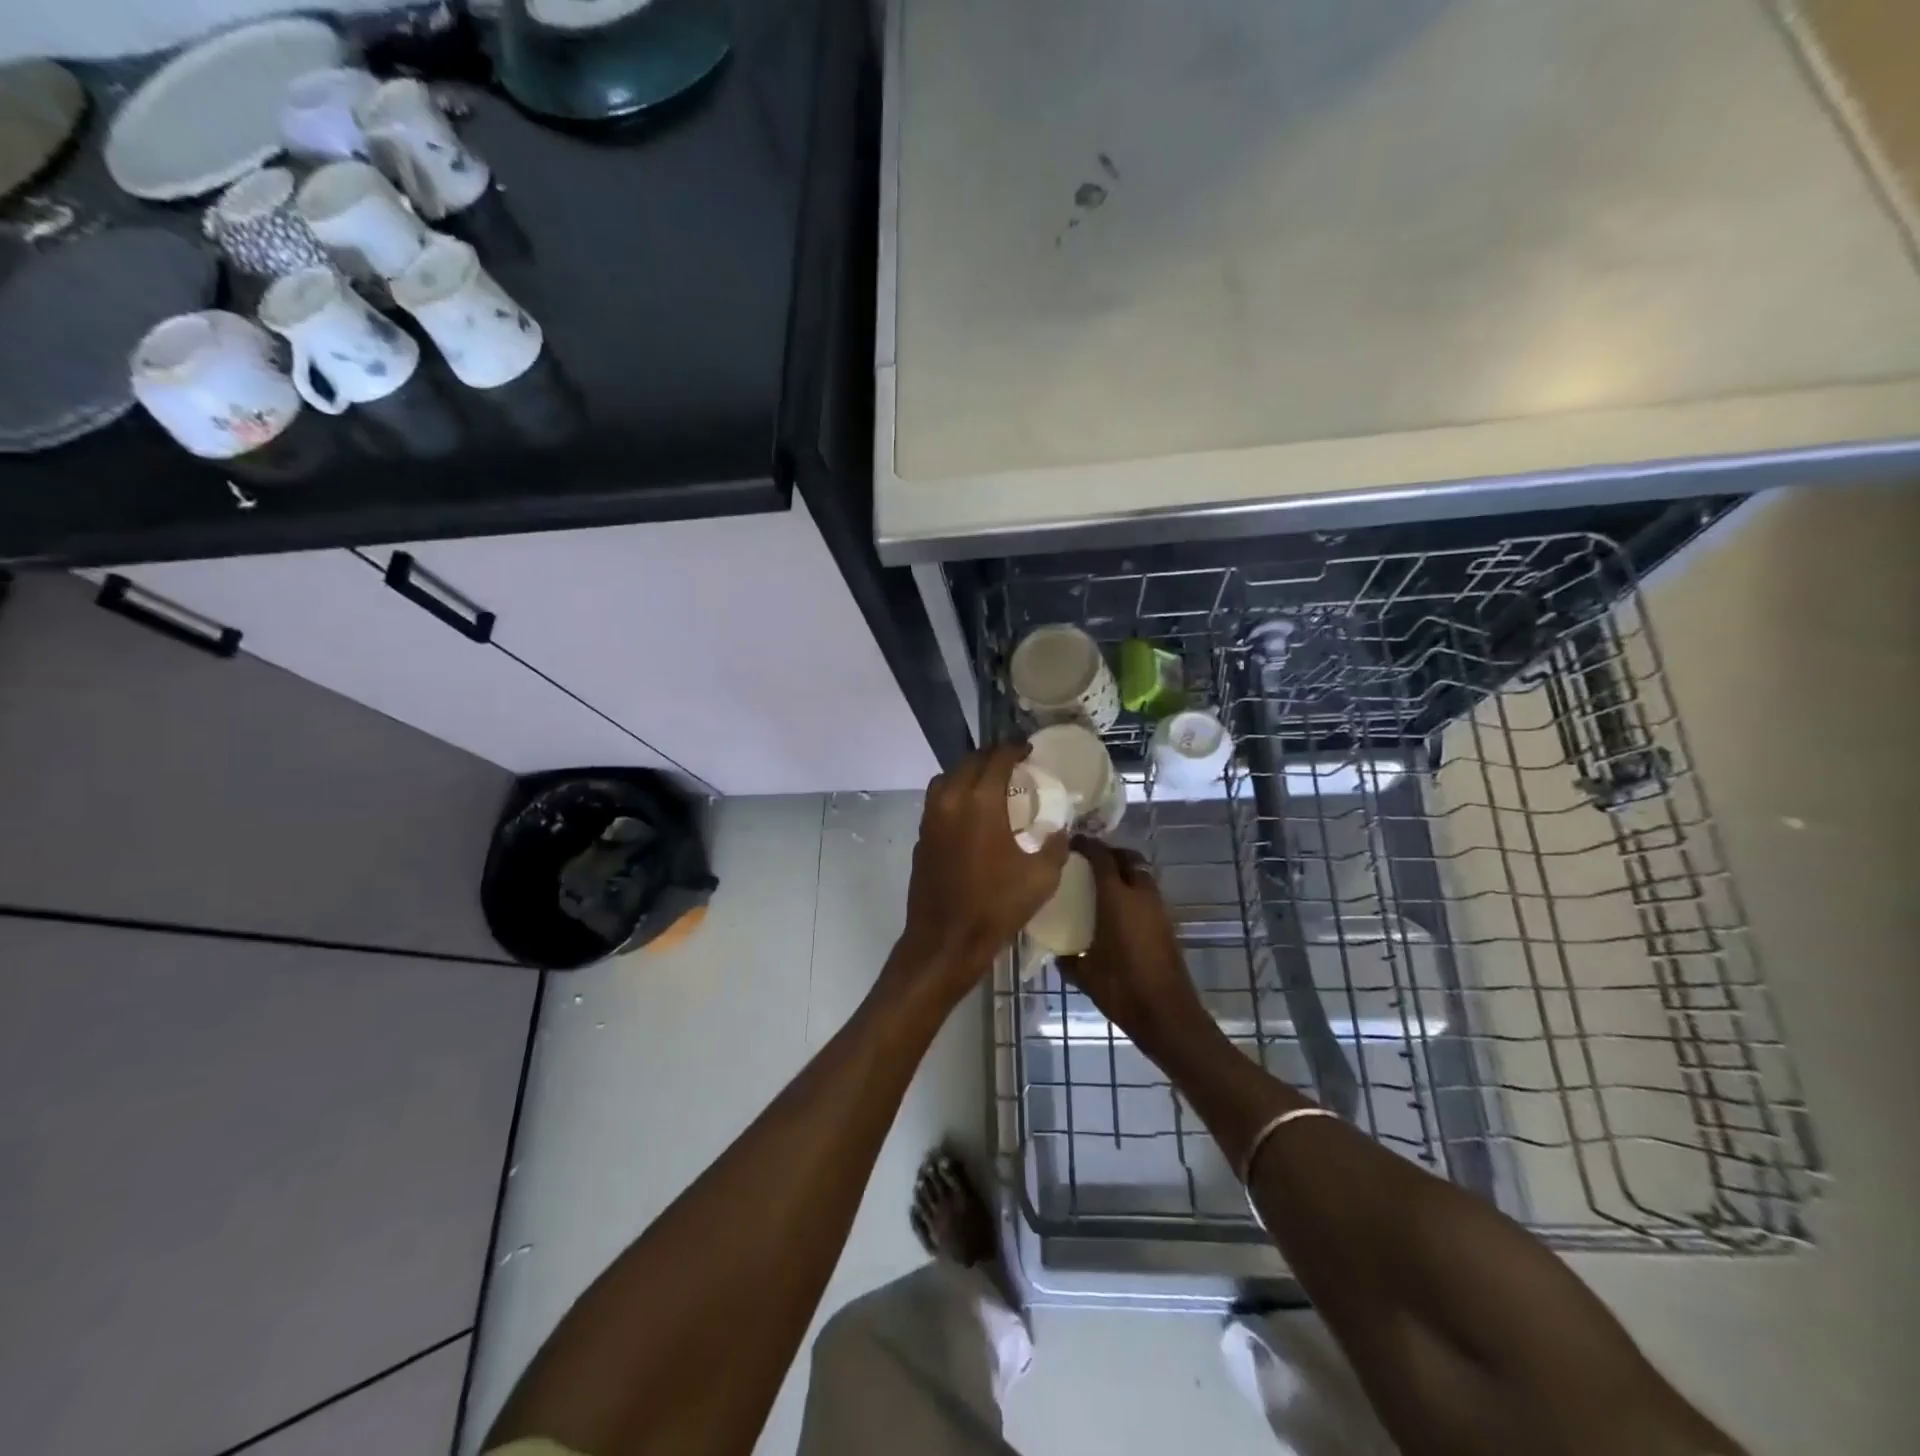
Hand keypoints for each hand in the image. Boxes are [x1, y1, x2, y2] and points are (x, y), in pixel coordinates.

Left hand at [894, 744, 1070, 996]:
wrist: (945, 940)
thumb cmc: (996, 906)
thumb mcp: (1042, 876)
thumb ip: (1056, 844)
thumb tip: (1061, 827)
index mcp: (980, 801)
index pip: (997, 758)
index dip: (1015, 749)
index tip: (1029, 751)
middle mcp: (950, 799)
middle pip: (970, 762)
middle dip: (992, 757)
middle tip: (1013, 764)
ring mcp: (930, 817)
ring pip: (948, 778)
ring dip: (970, 773)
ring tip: (991, 784)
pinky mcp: (921, 835)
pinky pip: (938, 800)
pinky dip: (955, 794)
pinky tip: (971, 812)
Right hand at [1059, 839, 1210, 1053]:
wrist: (1167, 1014)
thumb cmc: (1121, 988)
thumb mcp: (1084, 974)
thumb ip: (1067, 958)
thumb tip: (1056, 953)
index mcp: (1116, 898)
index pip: (1102, 857)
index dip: (1086, 845)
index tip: (1071, 842)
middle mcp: (1140, 895)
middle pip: (1128, 858)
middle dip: (1109, 853)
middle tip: (1088, 862)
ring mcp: (1158, 908)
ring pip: (1141, 874)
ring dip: (1124, 872)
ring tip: (1101, 885)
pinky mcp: (1167, 924)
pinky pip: (1147, 894)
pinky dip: (1133, 891)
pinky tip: (1118, 911)